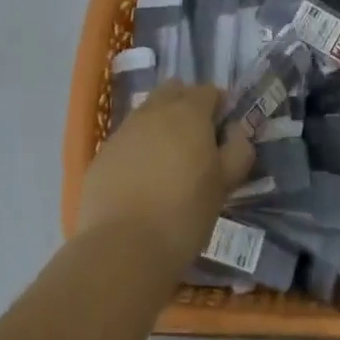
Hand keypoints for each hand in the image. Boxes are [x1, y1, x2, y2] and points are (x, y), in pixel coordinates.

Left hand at [76, 83, 255, 275]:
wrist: (123, 248)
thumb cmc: (184, 214)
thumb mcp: (224, 185)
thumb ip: (237, 151)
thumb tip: (235, 132)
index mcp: (189, 112)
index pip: (208, 91)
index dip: (219, 107)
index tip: (223, 134)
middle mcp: (154, 111)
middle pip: (174, 92)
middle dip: (187, 106)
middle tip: (196, 142)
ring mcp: (124, 130)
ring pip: (148, 113)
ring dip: (161, 126)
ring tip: (168, 163)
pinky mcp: (102, 153)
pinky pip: (127, 139)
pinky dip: (138, 148)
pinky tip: (142, 180)